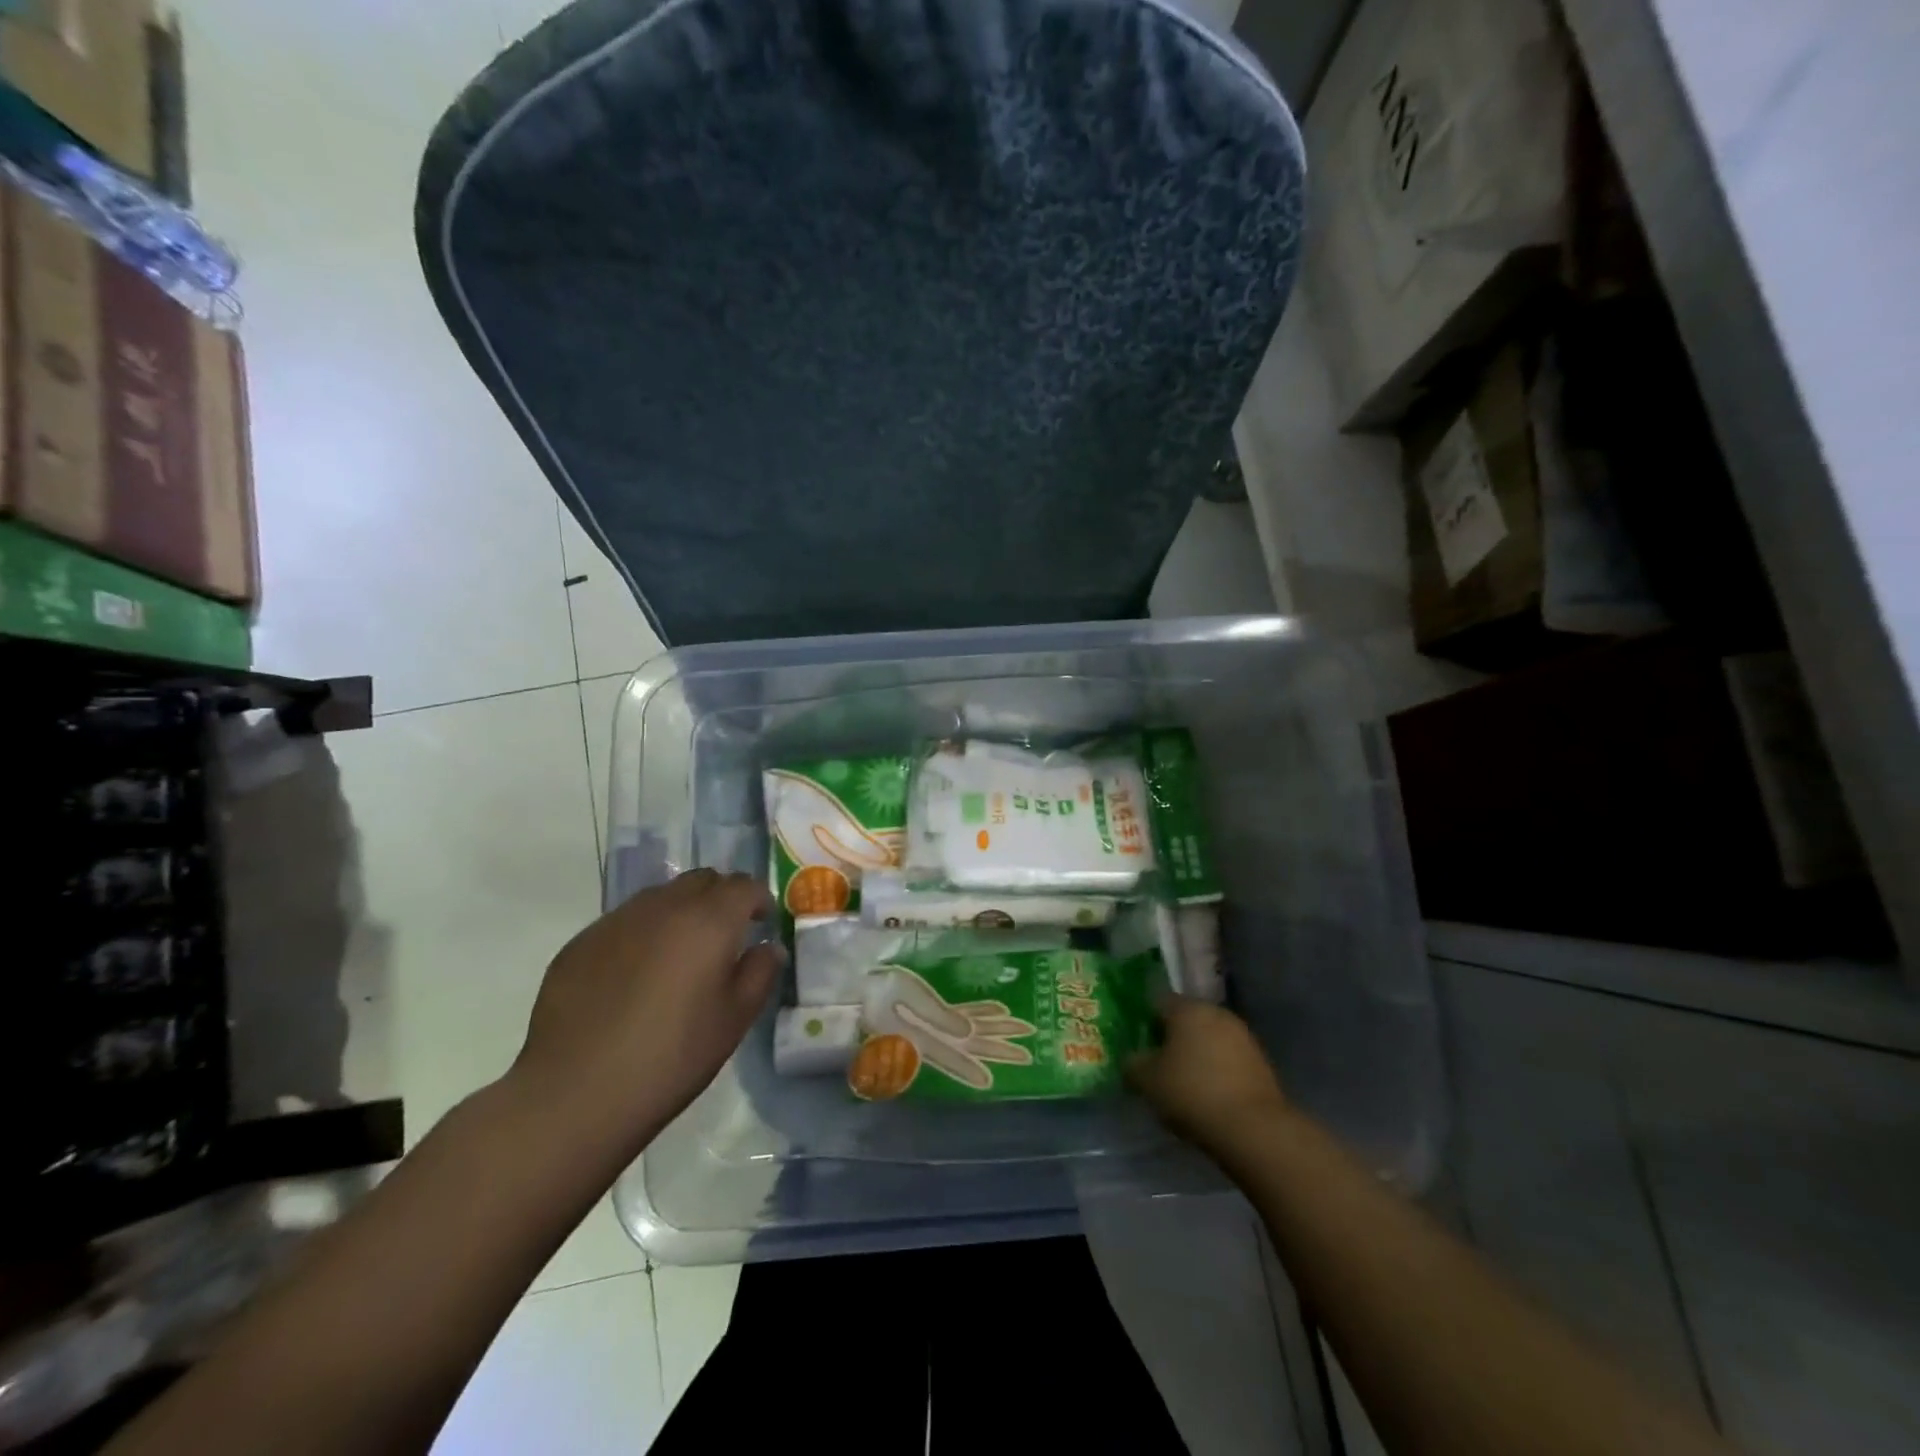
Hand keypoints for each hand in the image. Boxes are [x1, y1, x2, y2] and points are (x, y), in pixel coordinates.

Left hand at [507, 870, 783, 1157]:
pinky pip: (624, 922)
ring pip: (660, 897)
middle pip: (701, 880)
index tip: (761, 923)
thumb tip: (768, 947)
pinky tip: (634, 978)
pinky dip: (642, 934)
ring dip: (679, 912)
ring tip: (678, 956)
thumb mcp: (734, 1020)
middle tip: (724, 936)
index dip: (758, 899)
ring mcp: (617, 921)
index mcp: (708, 921)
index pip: (743, 885)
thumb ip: (759, 973)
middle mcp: (663, 907)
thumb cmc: (671, 1057)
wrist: (575, 1093)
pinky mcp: (581, 942)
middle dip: (720, 898)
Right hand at [1127, 994, 1289, 1155]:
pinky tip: (1210, 1096)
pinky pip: (1229, 1059)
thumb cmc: (1192, 1093)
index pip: (1158, 1002)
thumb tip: (1132, 1059)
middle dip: (1172, 1039)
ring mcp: (1243, 1036)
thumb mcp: (1147, 1081)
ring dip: (1197, 1055)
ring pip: (1209, 1039)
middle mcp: (1216, 1012)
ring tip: (1185, 1085)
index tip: (1138, 1046)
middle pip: (1186, 1020)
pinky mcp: (1261, 1061)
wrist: (1255, 1129)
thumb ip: (1132, 1064)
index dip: (1145, 1022)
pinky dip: (1217, 1071)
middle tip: (1159, 1066)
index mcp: (1187, 1008)